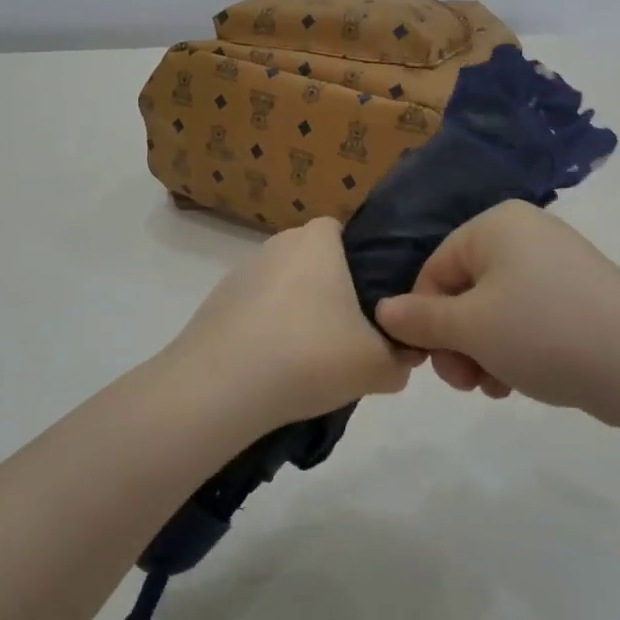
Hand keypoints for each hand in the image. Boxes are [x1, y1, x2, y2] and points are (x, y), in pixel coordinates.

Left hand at [163, 217, 418, 431]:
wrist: (220, 388)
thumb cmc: (309, 356)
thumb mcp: (377, 366)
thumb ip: (402, 358)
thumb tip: (404, 356)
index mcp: (316, 241)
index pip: (343, 231)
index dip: (361, 260)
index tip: (373, 300)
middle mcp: (276, 245)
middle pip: (312, 261)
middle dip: (330, 292)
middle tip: (348, 337)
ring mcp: (240, 274)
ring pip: (282, 288)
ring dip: (296, 315)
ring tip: (308, 363)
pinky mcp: (215, 305)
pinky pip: (254, 312)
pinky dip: (266, 333)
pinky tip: (273, 371)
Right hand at [373, 201, 619, 424]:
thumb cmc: (544, 333)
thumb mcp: (470, 328)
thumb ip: (419, 319)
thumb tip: (383, 310)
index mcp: (495, 224)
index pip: (433, 270)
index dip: (425, 320)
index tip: (434, 365)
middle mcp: (525, 232)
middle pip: (463, 290)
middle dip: (456, 341)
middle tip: (466, 382)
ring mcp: (557, 262)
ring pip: (493, 309)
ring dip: (482, 351)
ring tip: (495, 386)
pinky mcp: (580, 292)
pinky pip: (527, 315)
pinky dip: (514, 348)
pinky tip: (520, 380)